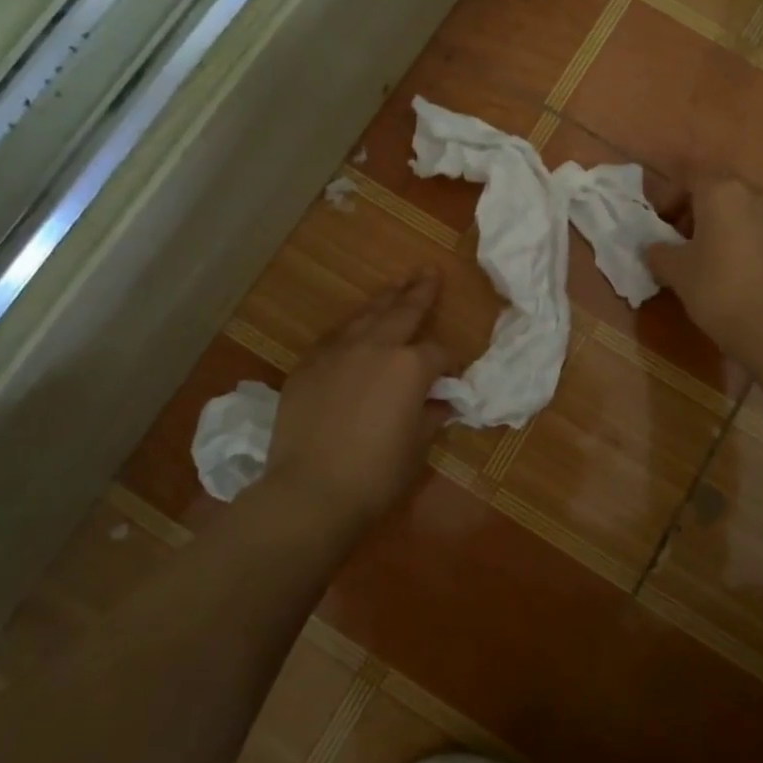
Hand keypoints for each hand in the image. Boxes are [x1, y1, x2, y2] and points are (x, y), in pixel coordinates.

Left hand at [266, 272, 452, 535]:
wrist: (310, 490)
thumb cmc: (376, 474)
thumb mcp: (416, 446)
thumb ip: (430, 416)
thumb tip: (441, 403)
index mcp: (411, 366)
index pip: (438, 353)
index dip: (449, 363)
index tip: (453, 374)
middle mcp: (375, 347)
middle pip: (403, 312)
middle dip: (420, 292)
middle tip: (429, 272)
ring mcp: (338, 352)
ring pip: (366, 315)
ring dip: (384, 299)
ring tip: (397, 284)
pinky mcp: (308, 365)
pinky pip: (335, 336)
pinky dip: (350, 327)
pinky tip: (354, 325)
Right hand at [646, 171, 762, 370]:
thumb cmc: (719, 291)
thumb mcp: (677, 272)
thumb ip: (659, 253)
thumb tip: (653, 248)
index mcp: (722, 192)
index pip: (690, 174)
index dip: (670, 194)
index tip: (660, 221)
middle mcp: (757, 194)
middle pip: (720, 190)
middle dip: (699, 209)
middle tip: (683, 238)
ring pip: (745, 210)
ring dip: (726, 224)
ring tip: (712, 257)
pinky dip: (748, 241)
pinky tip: (741, 271)